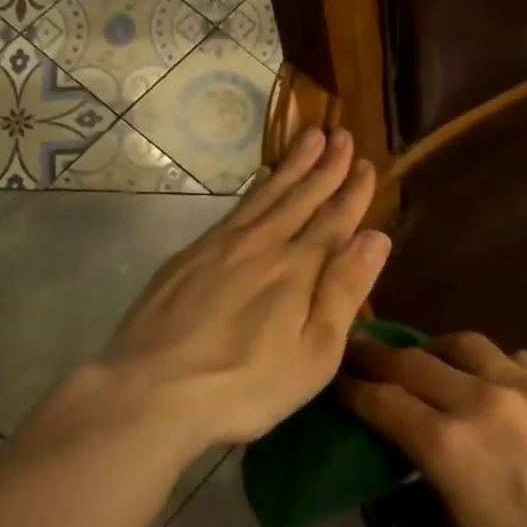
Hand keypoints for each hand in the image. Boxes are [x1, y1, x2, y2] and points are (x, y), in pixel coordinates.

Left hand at [92, 126, 390, 447]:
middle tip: (341, 134)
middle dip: (326, 165)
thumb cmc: (246, 384)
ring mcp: (221, 245)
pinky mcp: (189, 255)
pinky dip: (254, 187)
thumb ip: (345, 290)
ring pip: (266, 194)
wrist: (151, 391)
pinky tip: (260, 180)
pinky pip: (234, 207)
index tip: (367, 164)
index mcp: (299, 268)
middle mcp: (263, 244)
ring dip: (292, 165)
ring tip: (309, 138)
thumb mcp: (315, 353)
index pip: (335, 219)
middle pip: (301, 196)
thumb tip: (375, 237)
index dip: (353, 191)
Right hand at [338, 333, 526, 526]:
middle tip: (361, 351)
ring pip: (467, 346)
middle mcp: (483, 404)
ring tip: (428, 359)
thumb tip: (430, 466)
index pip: (384, 402)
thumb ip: (438, 492)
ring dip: (436, 350)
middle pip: (416, 362)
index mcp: (448, 449)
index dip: (353, 388)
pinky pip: (518, 360)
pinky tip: (495, 381)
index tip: (337, 377)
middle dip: (379, 356)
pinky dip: (493, 364)